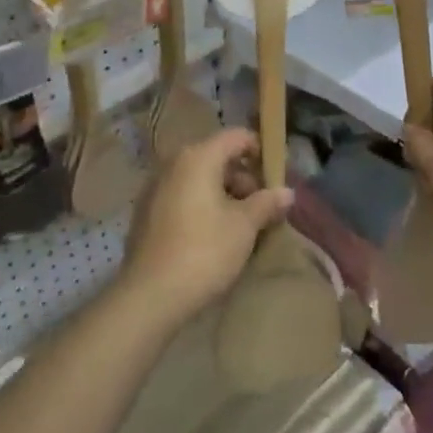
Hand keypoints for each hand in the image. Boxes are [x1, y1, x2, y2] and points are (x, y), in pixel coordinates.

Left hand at [120, 128, 290, 323]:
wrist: (150, 295)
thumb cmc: (204, 251)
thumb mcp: (244, 226)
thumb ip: (267, 203)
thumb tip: (287, 192)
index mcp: (198, 157)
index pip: (236, 137)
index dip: (261, 151)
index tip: (276, 177)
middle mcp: (173, 163)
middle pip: (217, 157)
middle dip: (243, 179)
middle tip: (262, 208)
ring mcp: (155, 187)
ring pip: (199, 179)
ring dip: (223, 195)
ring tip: (241, 226)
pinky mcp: (145, 212)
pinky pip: (182, 196)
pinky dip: (201, 206)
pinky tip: (212, 236)